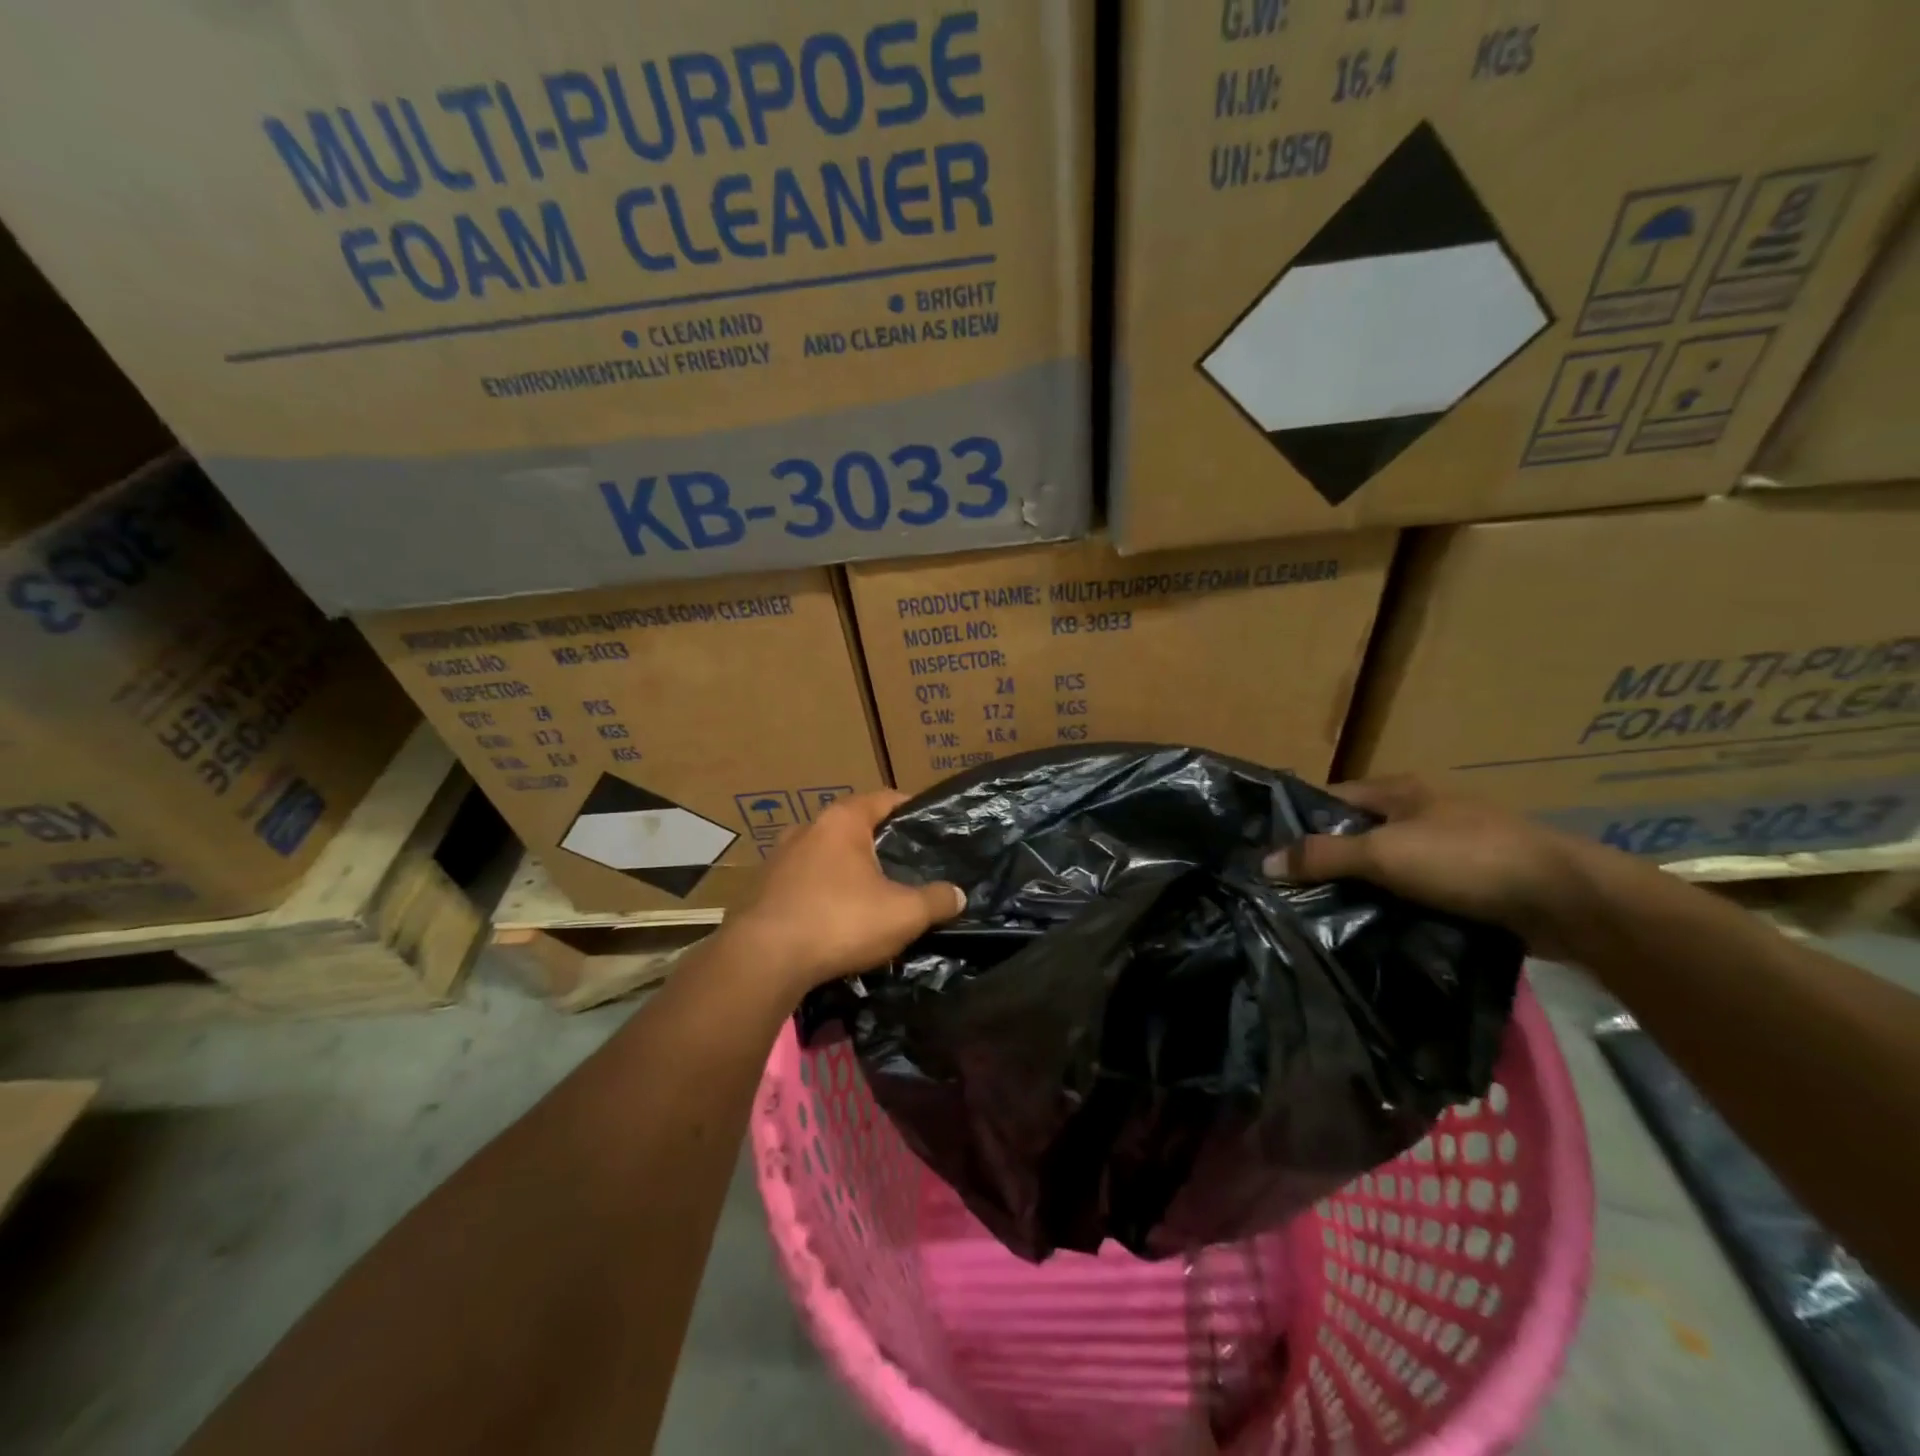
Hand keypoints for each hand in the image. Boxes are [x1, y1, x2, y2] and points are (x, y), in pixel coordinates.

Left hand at [720, 790, 964, 996]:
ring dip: (847, 870)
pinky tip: (835, 918)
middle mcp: (807, 828)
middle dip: (880, 844)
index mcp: (842, 820)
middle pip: (854, 827)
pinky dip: (822, 892)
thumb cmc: (839, 921)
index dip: (912, 810)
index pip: (886, 798)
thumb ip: (936, 900)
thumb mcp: (903, 913)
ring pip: (826, 856)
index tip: (931, 827)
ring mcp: (779, 858)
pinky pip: (803, 882)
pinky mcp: (761, 888)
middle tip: (907, 866)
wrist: (763, 960)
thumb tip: (958, 895)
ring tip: (872, 894)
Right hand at [1263, 776, 1595, 951]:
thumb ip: (1322, 855)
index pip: (1330, 799)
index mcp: (1398, 791)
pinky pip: (1415, 891)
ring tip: (1320, 916)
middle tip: (1287, 892)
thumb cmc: (1466, 859)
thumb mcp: (1384, 854)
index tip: (1267, 855)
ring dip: (1361, 887)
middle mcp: (1420, 811)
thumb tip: (1263, 861)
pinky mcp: (1470, 882)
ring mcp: (1449, 847)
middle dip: (1326, 860)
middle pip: (1357, 833)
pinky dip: (1394, 905)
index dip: (1298, 822)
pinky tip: (1372, 927)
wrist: (1567, 900)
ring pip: (1386, 866)